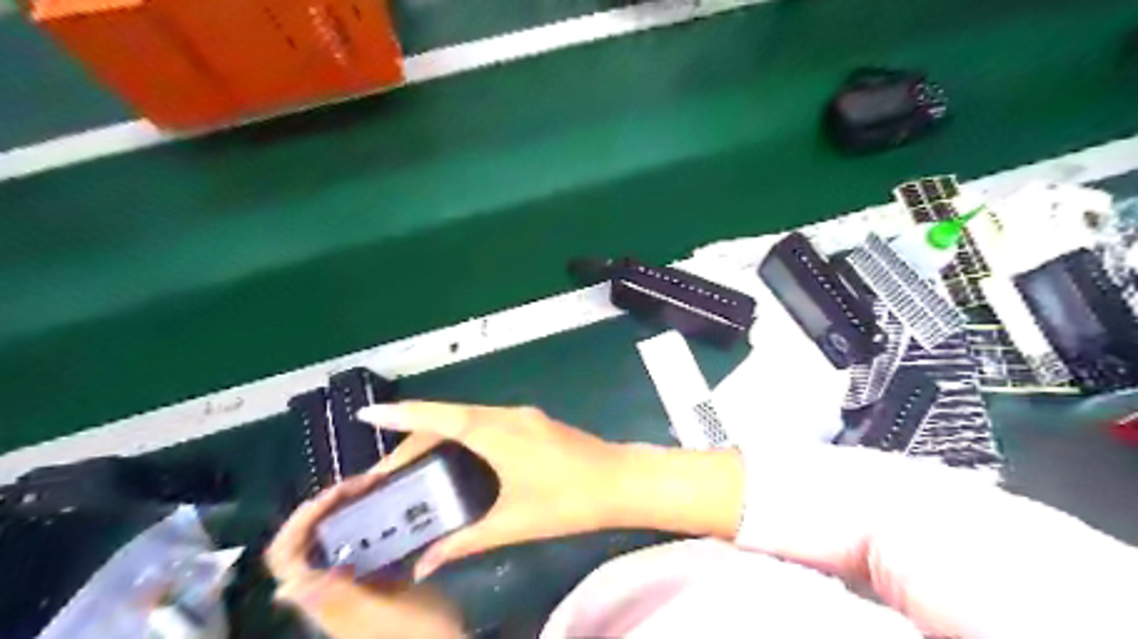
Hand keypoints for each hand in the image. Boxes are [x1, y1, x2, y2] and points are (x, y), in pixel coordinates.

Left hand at [266, 474, 461, 638]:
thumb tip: (285, 586)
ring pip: (330, 536)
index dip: (301, 521)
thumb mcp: (383, 619)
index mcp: (323, 600)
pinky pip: (358, 538)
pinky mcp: (374, 574)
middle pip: (305, 540)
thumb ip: (340, 602)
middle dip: (326, 505)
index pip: (286, 557)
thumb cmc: (417, 636)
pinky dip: (367, 516)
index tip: (336, 494)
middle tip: (364, 483)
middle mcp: (328, 588)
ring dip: (345, 507)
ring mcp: (351, 580)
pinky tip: (391, 505)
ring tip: (376, 486)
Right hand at [360, 404, 634, 577]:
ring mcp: (523, 416)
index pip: (441, 418)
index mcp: (497, 433)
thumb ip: (465, 541)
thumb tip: (425, 564)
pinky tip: (458, 457)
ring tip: (415, 463)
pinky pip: (488, 421)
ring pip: (470, 418)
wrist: (622, 481)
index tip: (368, 414)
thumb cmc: (568, 500)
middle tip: (388, 468)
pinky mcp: (534, 424)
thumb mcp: (514, 523)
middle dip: (416, 434)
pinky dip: (464, 434)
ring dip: (441, 433)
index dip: (403, 415)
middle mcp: (507, 416)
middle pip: (451, 417)